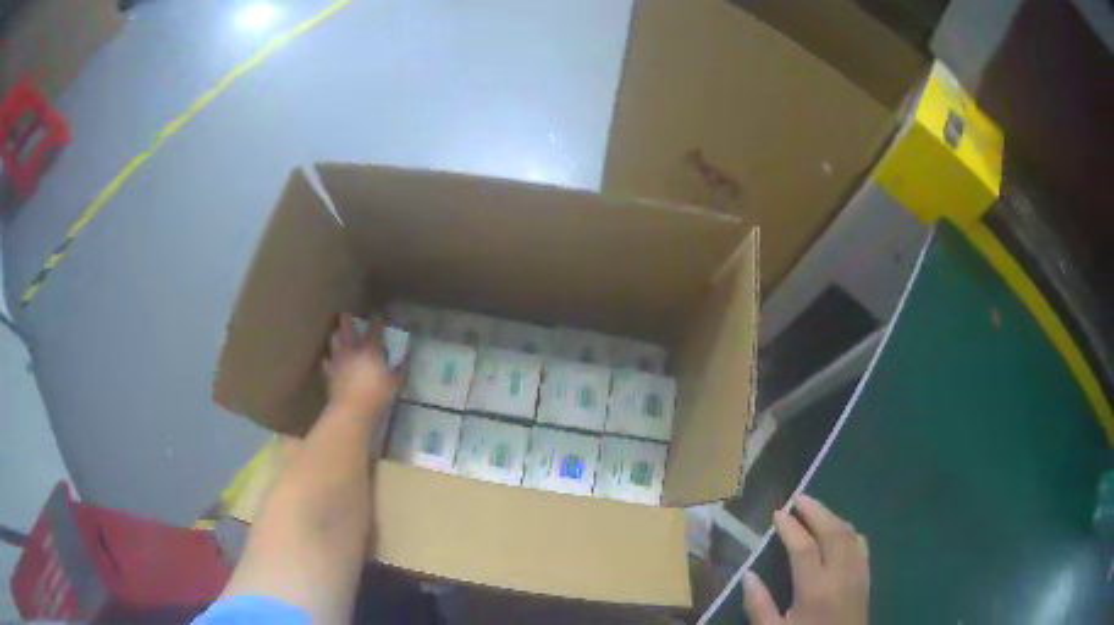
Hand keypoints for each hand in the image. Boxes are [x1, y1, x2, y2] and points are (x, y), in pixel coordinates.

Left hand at [322, 314, 401, 414]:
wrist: (352, 411)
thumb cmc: (378, 396)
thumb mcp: (395, 383)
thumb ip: (399, 369)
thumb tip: (404, 358)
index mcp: (371, 350)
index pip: (375, 329)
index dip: (377, 320)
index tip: (378, 315)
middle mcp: (352, 350)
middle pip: (347, 328)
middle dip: (346, 320)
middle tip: (346, 315)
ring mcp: (338, 360)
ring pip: (334, 341)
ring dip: (336, 336)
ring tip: (338, 335)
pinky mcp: (329, 373)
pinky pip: (326, 362)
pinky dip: (328, 360)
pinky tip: (330, 362)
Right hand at [743, 494, 869, 624]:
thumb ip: (759, 605)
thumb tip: (748, 576)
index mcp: (815, 589)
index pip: (804, 547)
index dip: (790, 527)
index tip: (777, 513)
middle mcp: (841, 574)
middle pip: (833, 531)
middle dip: (816, 511)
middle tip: (798, 498)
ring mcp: (858, 574)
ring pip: (850, 534)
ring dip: (832, 517)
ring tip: (815, 510)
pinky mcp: (866, 577)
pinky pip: (861, 544)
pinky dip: (847, 530)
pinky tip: (838, 532)